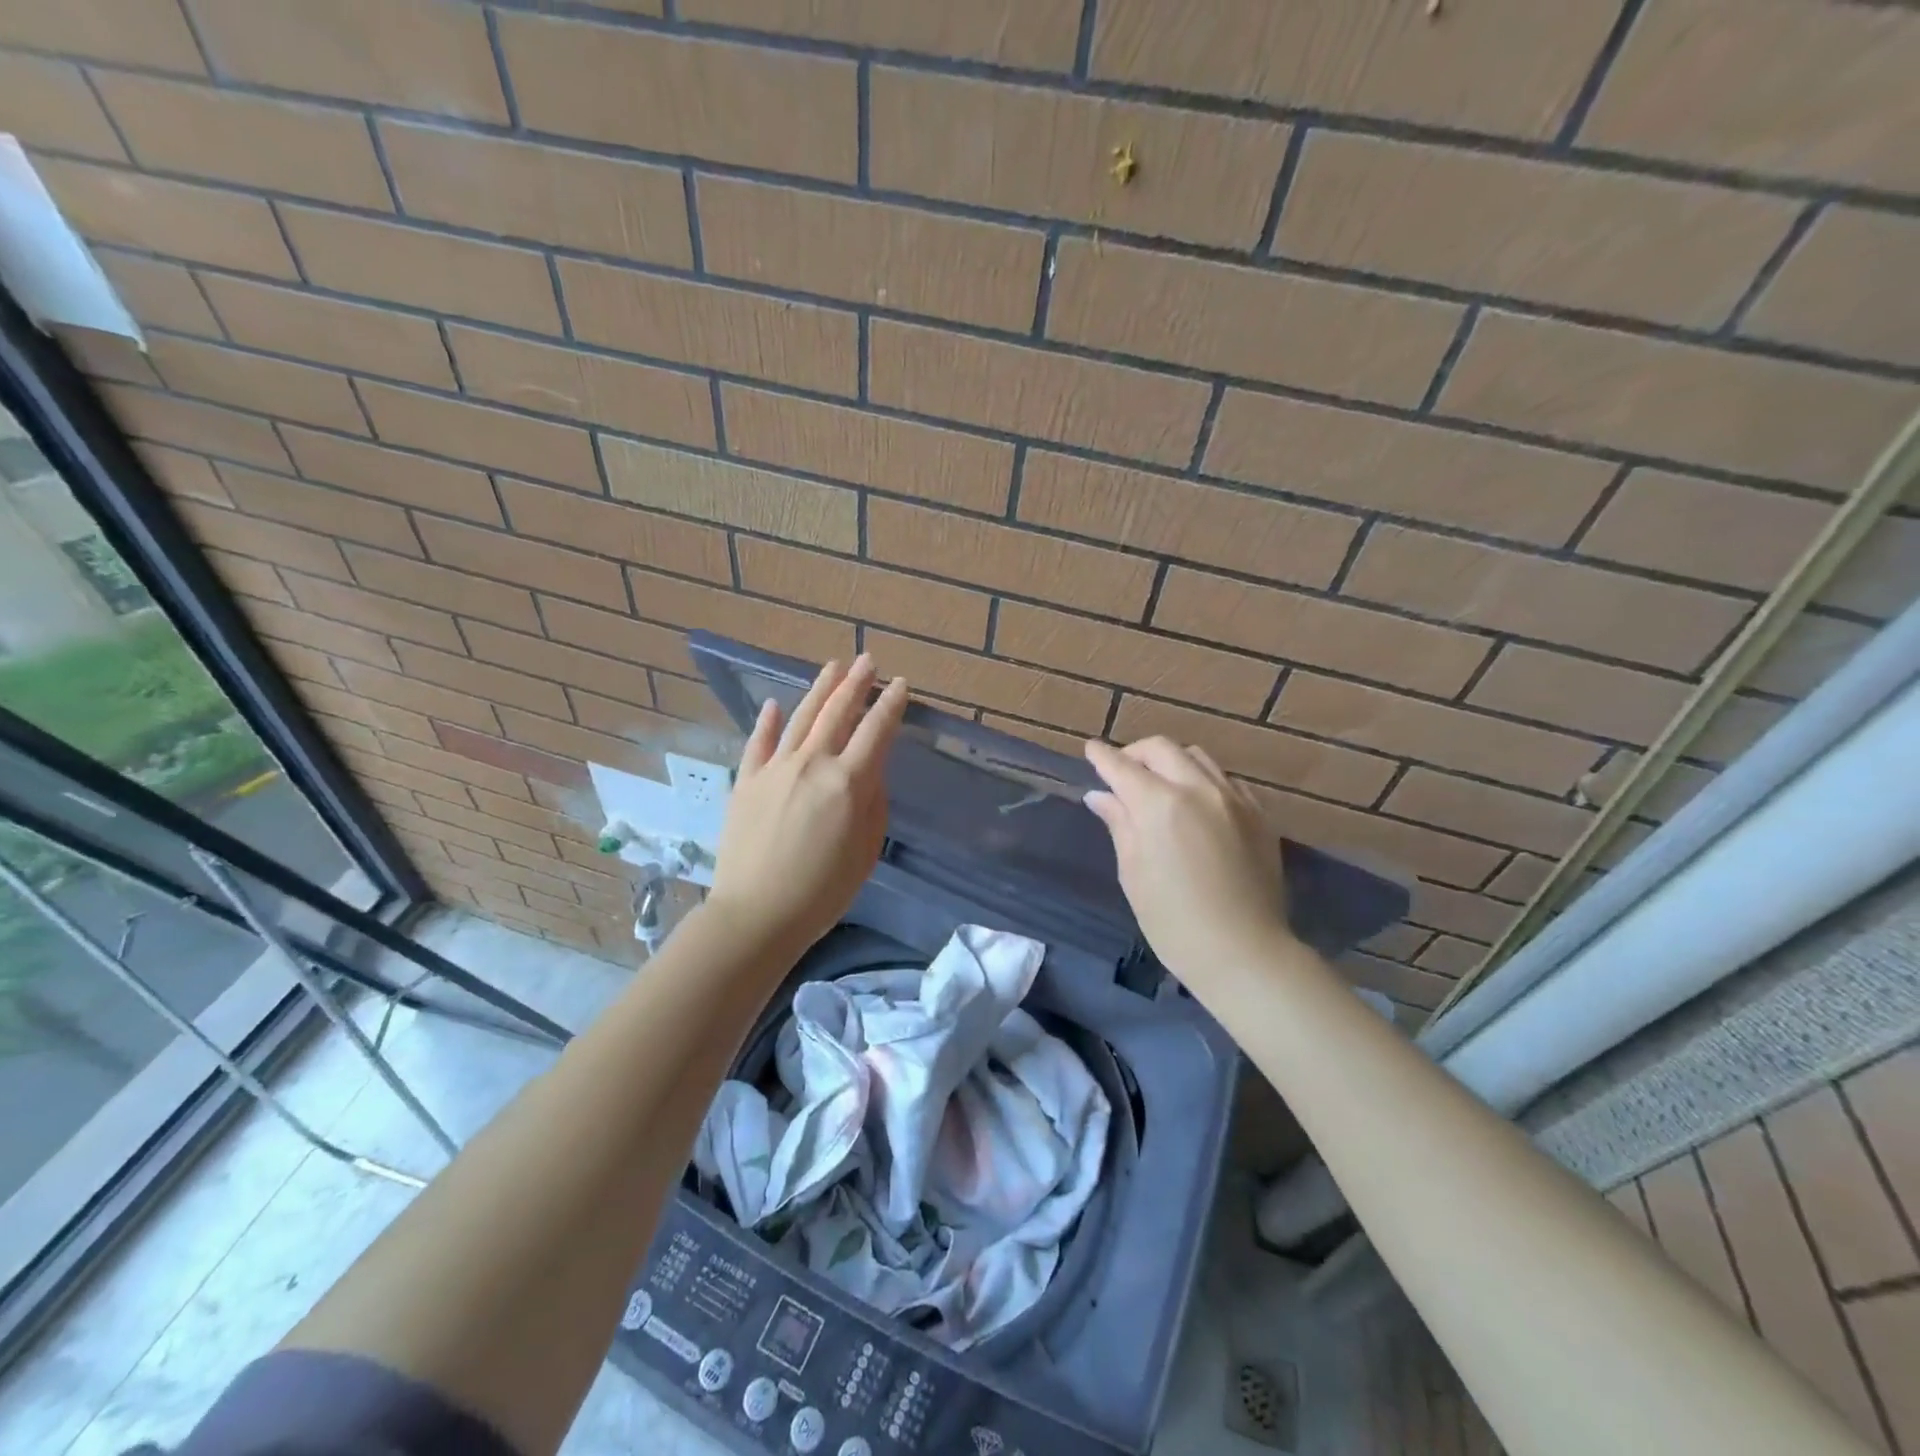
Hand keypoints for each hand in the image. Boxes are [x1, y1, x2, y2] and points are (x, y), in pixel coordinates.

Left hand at [706, 656, 907, 955]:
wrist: (756, 914)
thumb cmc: (823, 892)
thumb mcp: (866, 852)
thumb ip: (873, 805)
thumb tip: (870, 774)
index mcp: (848, 782)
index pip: (876, 731)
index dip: (890, 705)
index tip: (901, 684)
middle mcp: (812, 763)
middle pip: (838, 713)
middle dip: (856, 683)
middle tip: (868, 661)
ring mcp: (775, 769)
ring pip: (800, 718)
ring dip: (820, 690)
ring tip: (833, 667)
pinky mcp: (746, 781)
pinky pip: (758, 743)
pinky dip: (767, 722)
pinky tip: (773, 705)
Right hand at [1083, 737, 1296, 993]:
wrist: (1244, 952)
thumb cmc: (1173, 921)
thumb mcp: (1134, 873)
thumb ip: (1119, 824)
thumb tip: (1101, 795)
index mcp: (1159, 804)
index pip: (1122, 766)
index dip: (1102, 756)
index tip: (1091, 749)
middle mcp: (1198, 789)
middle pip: (1161, 748)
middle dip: (1136, 753)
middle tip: (1122, 771)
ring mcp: (1234, 799)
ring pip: (1197, 757)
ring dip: (1171, 761)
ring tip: (1160, 783)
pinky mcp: (1259, 815)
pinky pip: (1226, 780)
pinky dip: (1203, 779)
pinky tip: (1197, 803)